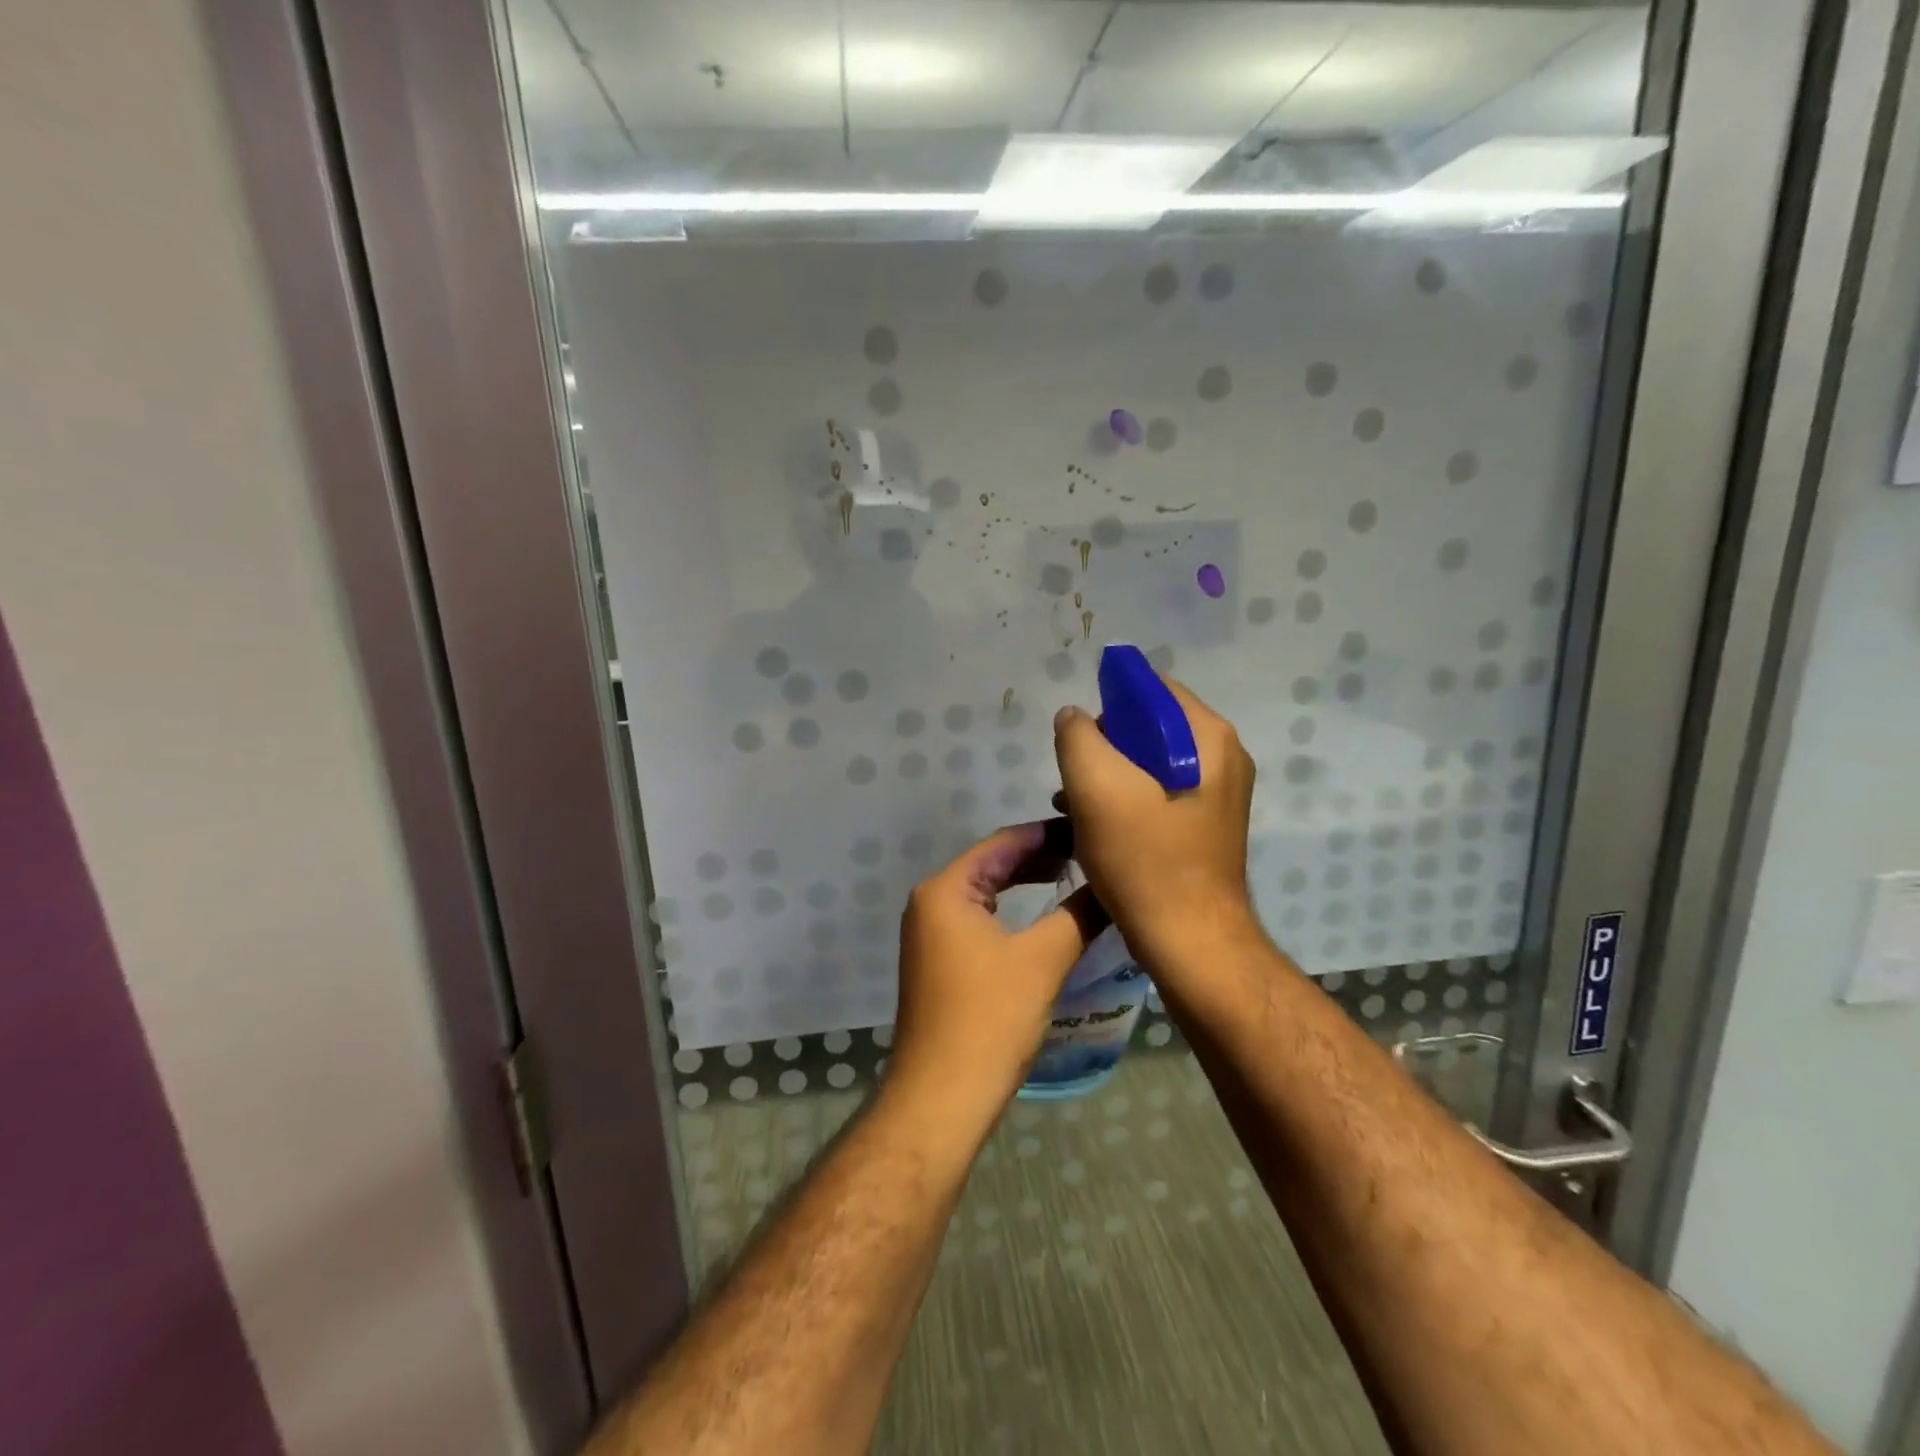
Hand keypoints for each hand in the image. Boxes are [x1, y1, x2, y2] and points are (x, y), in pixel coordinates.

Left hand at [888, 822, 1107, 1122]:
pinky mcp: (939, 961)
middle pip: (992, 864)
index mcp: (946, 889)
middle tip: (1089, 854)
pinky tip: (1042, 918)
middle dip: (1040, 857)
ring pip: (986, 893)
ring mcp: (931, 934)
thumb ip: (1079, 914)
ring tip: (1072, 876)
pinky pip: (980, 919)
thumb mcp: (1043, 960)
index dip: (1049, 834)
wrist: (941, 1098)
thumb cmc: (989, 1020)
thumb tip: (1115, 884)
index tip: (1092, 830)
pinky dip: (1012, 912)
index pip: (1004, 842)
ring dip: (1027, 884)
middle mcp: (931, 902)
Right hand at [1052, 678, 1258, 974]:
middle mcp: (1222, 757)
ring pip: (1149, 762)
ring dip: (1108, 775)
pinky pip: (1156, 793)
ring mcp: (1217, 794)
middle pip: (1150, 726)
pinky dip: (1124, 800)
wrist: (1191, 944)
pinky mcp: (1203, 825)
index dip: (1109, 702)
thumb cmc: (1146, 861)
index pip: (1153, 688)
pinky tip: (1094, 826)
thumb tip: (1074, 716)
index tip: (1080, 738)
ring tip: (1074, 803)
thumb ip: (1079, 737)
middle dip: (1105, 744)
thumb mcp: (1098, 789)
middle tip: (1075, 778)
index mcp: (1209, 738)